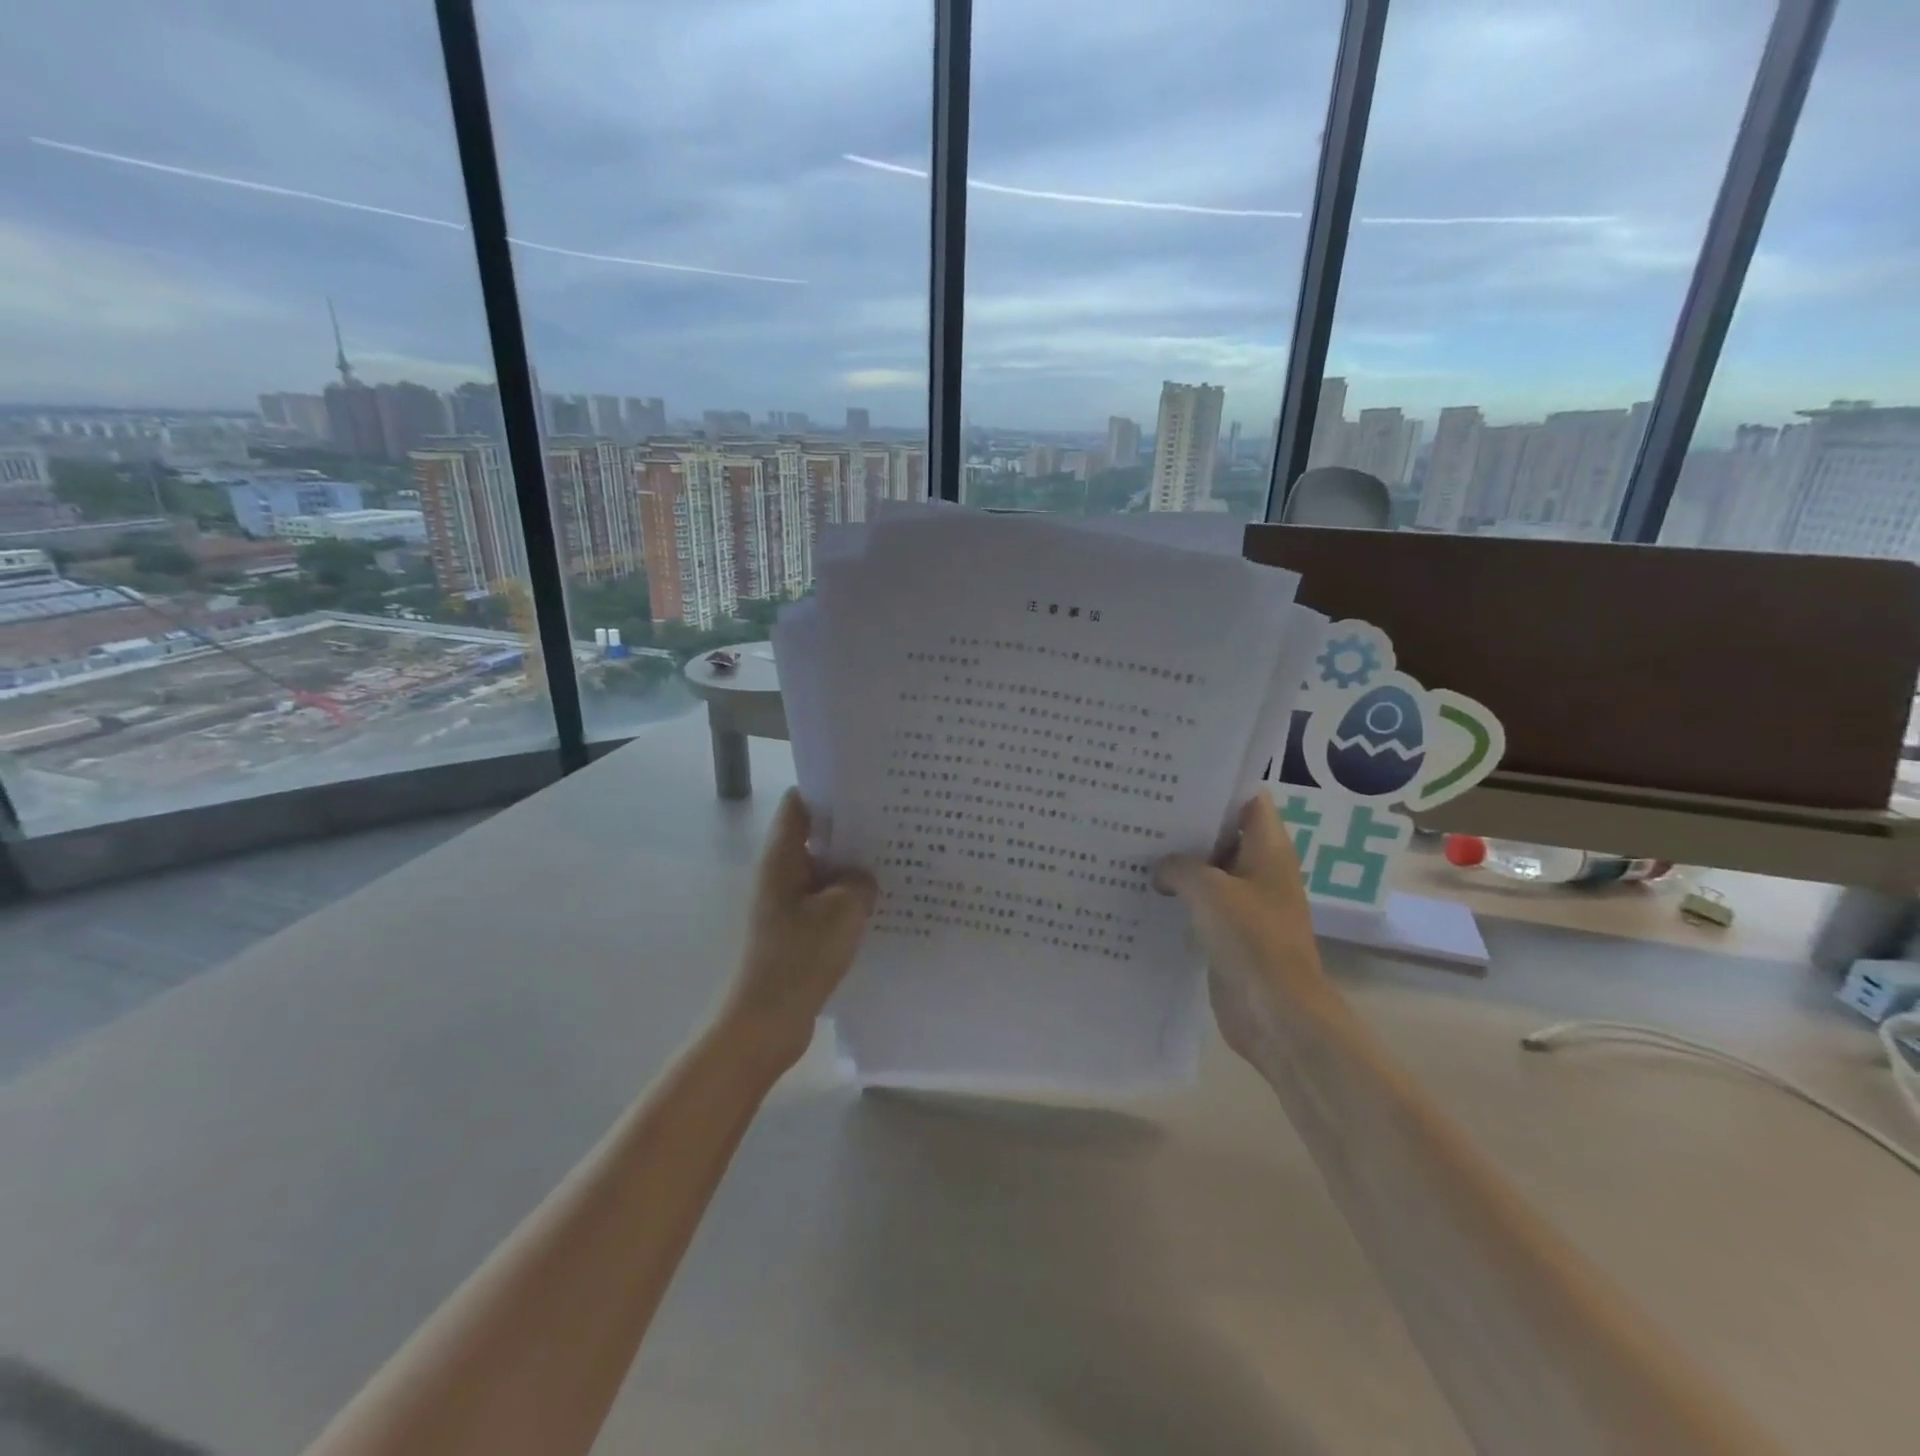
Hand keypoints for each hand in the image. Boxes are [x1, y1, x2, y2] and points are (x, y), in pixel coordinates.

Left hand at [721, 789, 878, 1071]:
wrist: (767, 1022)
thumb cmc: (800, 957)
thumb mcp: (844, 911)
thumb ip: (860, 882)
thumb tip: (863, 877)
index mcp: (783, 859)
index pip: (799, 805)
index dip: (829, 789)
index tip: (867, 787)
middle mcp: (781, 875)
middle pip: (815, 837)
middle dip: (852, 830)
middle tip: (895, 822)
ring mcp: (787, 905)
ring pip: (825, 873)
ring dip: (853, 869)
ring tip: (897, 860)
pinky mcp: (797, 931)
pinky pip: (827, 903)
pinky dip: (849, 900)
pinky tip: (882, 904)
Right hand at [1155, 793, 1334, 1061]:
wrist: (1276, 1013)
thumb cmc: (1252, 939)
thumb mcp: (1208, 889)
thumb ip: (1180, 867)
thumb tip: (1162, 870)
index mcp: (1268, 850)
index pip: (1248, 800)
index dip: (1217, 786)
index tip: (1175, 779)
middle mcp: (1260, 872)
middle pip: (1223, 835)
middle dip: (1186, 825)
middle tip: (1140, 809)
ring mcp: (1245, 905)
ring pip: (1209, 873)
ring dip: (1178, 865)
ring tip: (1133, 846)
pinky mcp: (1230, 935)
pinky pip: (1201, 907)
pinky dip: (1178, 898)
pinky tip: (1142, 891)